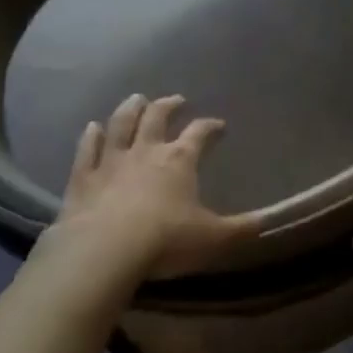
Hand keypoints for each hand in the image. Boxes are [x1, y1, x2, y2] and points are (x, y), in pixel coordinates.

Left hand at [41, 94, 252, 279]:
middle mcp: (146, 151)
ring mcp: (111, 161)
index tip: (219, 126)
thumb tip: (270, 221)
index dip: (211, 126)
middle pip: (157, 116)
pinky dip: (90, 137)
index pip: (200, 132)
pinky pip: (87, 150)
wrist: (103, 252)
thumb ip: (242, 228)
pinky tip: (92, 127)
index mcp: (180, 159)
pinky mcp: (82, 178)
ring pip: (121, 124)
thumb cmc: (165, 241)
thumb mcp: (214, 238)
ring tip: (137, 99)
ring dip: (130, 109)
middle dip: (169, 105)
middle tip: (176, 100)